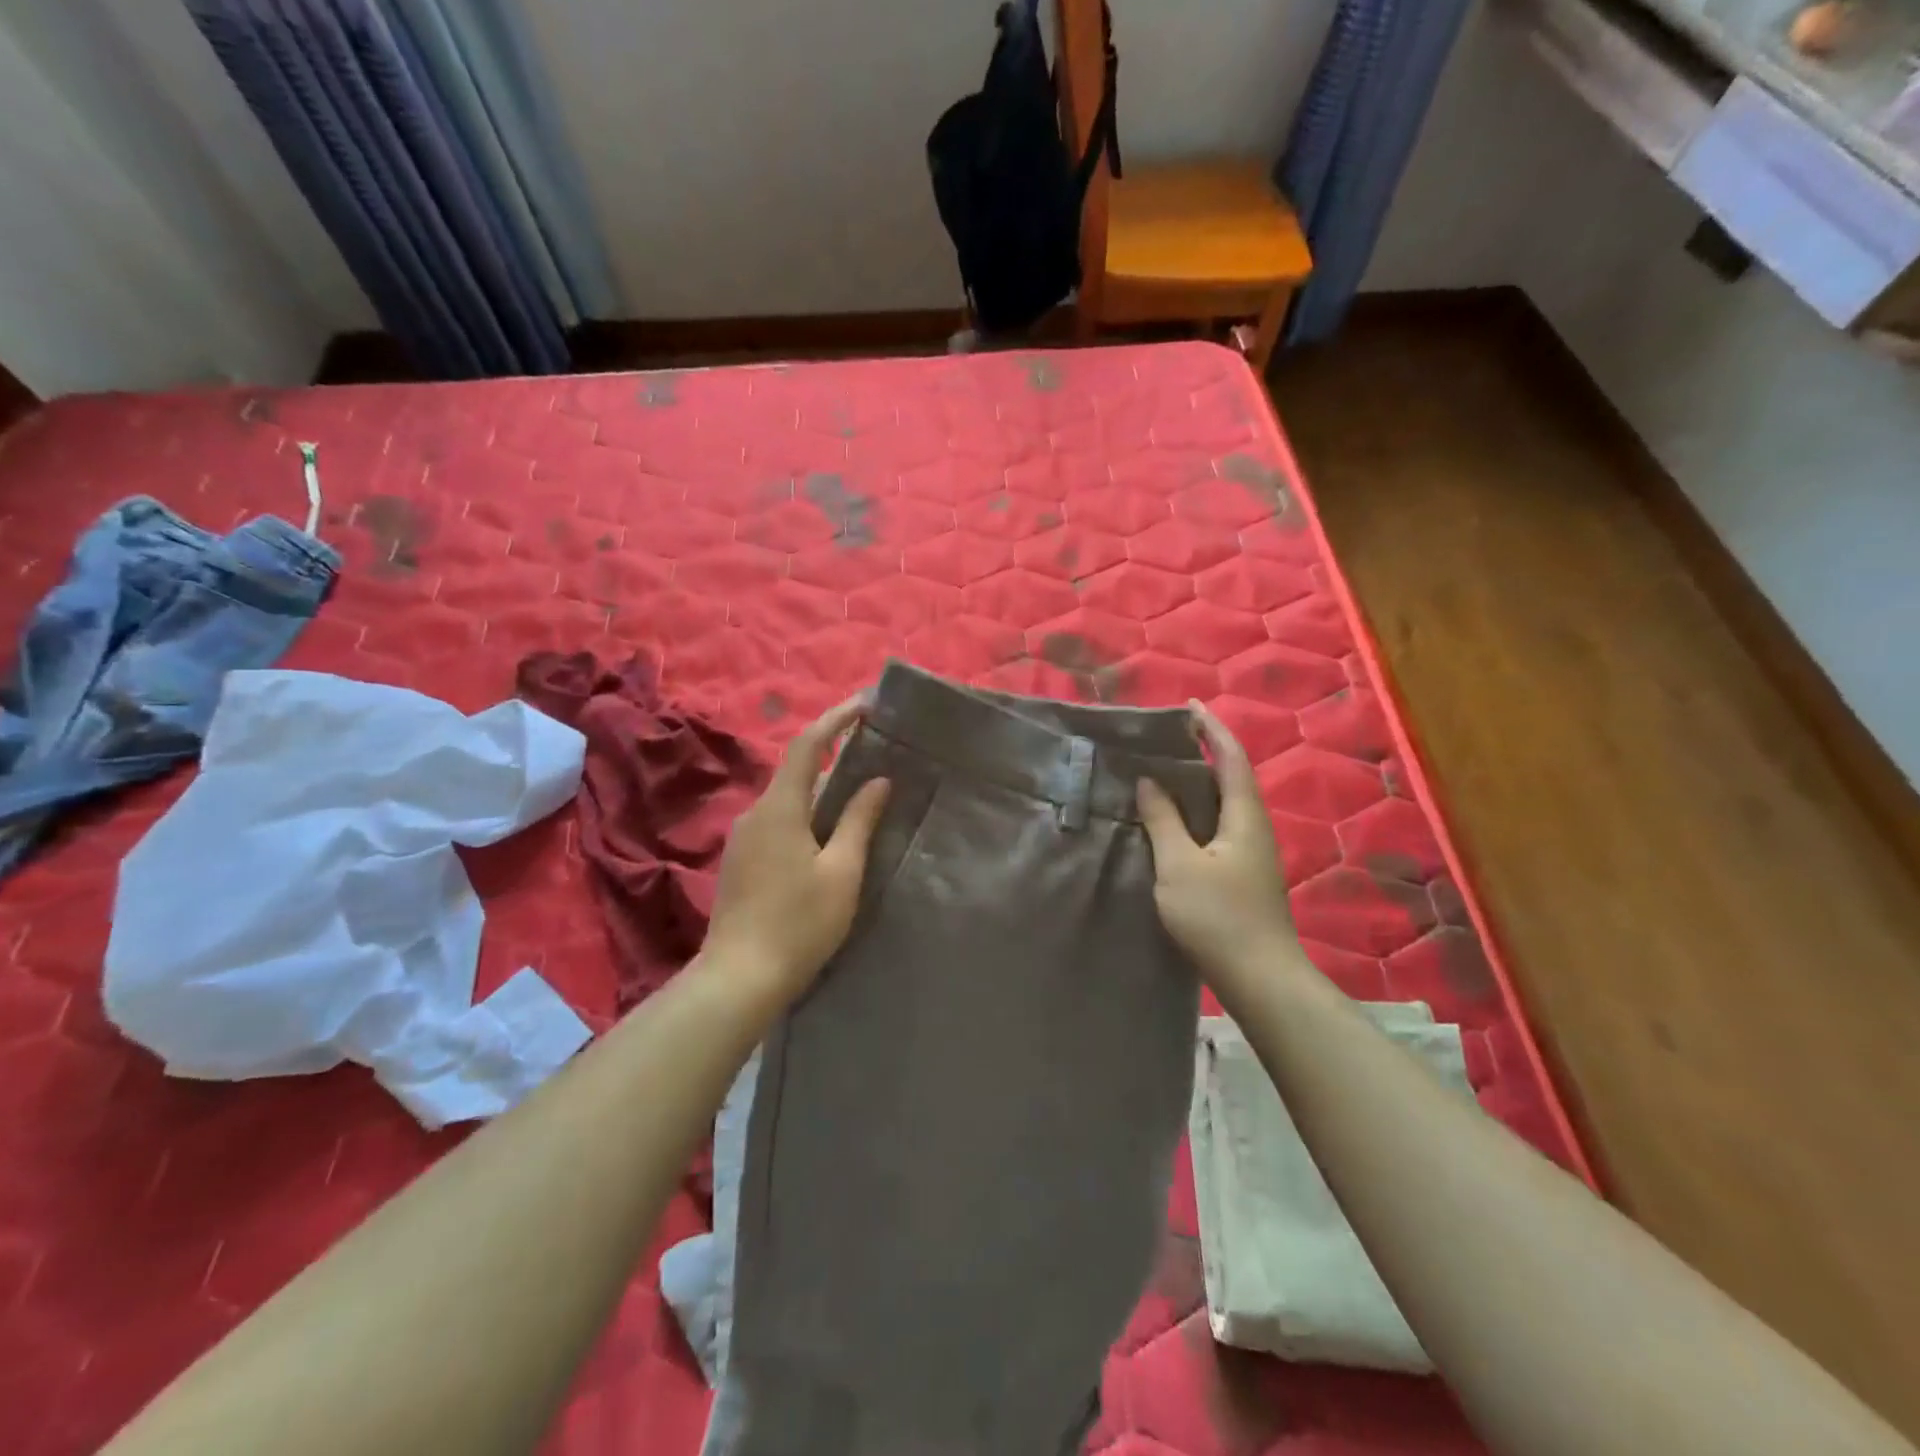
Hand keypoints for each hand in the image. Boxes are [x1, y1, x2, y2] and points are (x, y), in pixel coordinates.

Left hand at [703, 697, 890, 1004]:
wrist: (739, 978)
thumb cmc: (799, 923)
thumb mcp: (841, 872)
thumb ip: (859, 821)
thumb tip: (878, 780)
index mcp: (780, 809)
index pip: (807, 746)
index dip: (836, 719)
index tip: (866, 705)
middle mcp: (755, 814)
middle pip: (797, 772)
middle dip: (833, 756)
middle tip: (873, 753)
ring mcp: (743, 839)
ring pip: (788, 800)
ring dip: (821, 790)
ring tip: (859, 796)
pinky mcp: (741, 862)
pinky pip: (778, 823)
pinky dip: (806, 816)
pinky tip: (828, 837)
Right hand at [1136, 700, 1307, 1007]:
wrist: (1260, 978)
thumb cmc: (1218, 916)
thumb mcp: (1179, 865)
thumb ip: (1163, 820)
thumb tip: (1149, 781)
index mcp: (1244, 816)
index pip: (1230, 758)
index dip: (1211, 729)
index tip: (1189, 706)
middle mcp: (1254, 827)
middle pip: (1230, 777)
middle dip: (1203, 751)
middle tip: (1166, 738)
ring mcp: (1251, 853)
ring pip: (1224, 804)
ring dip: (1198, 783)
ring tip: (1163, 772)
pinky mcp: (1243, 874)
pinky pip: (1218, 826)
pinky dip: (1195, 811)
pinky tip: (1173, 822)